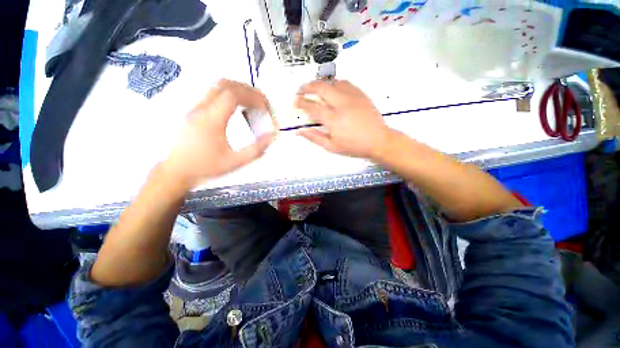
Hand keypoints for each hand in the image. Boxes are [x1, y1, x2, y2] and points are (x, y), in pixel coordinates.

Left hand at [163, 79, 275, 187]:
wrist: (176, 170)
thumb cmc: (205, 167)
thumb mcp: (235, 162)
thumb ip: (256, 150)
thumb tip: (271, 136)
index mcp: (212, 120)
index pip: (233, 95)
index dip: (253, 97)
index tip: (265, 107)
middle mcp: (202, 109)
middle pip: (225, 84)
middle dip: (248, 90)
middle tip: (261, 102)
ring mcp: (195, 107)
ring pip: (217, 86)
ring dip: (238, 90)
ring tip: (251, 103)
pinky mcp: (194, 110)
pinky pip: (213, 93)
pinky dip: (229, 95)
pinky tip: (236, 108)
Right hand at [295, 80, 391, 158]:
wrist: (378, 140)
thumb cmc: (354, 146)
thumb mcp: (332, 147)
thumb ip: (315, 138)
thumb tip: (300, 131)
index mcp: (334, 120)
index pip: (313, 107)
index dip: (302, 103)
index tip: (296, 101)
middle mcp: (342, 104)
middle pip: (321, 88)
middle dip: (308, 86)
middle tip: (301, 90)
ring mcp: (353, 97)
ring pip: (333, 82)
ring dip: (321, 83)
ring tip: (315, 88)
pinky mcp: (361, 94)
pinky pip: (345, 83)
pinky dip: (334, 84)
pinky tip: (332, 89)